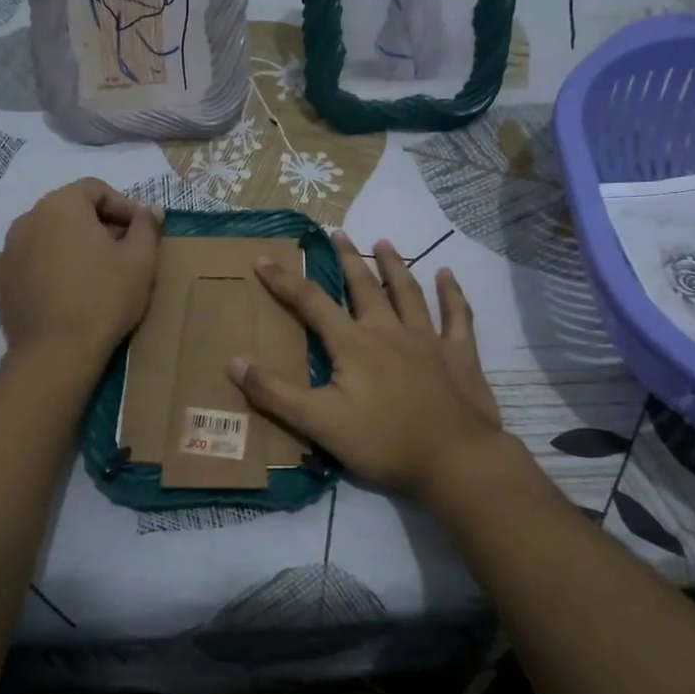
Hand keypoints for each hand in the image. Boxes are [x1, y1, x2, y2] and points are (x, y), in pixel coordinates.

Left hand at [0, 180, 160, 359]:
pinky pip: (18, 260)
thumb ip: (146, 226)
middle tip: (122, 250)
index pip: (95, 188)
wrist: (58, 352)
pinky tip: (51, 280)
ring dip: (67, 242)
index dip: (123, 205)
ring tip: (91, 269)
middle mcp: (28, 219)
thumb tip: (150, 209)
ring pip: (43, 233)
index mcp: (62, 205)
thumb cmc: (105, 298)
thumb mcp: (141, 260)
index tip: (141, 230)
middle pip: (68, 209)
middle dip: (97, 223)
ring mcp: (7, 250)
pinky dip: (36, 263)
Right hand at [229, 233, 503, 499]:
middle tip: (337, 234)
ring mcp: (428, 339)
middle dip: (347, 259)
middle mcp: (389, 330)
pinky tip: (447, 275)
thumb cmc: (384, 442)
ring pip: (408, 292)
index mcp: (354, 344)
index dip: (285, 280)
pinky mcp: (460, 354)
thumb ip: (276, 393)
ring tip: (384, 242)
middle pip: (364, 286)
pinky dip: (452, 293)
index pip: (312, 303)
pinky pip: (457, 316)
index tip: (264, 257)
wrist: (455, 459)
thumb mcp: (319, 423)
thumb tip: (235, 361)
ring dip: (394, 265)